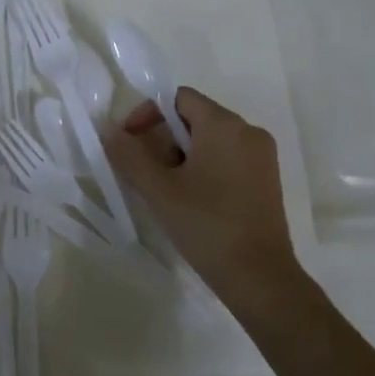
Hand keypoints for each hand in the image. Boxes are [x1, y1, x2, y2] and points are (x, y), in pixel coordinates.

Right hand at [103, 88, 302, 304]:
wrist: (259, 277)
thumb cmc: (206, 225)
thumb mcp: (158, 188)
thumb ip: (129, 154)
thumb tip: (107, 128)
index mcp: (224, 125)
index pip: (178, 98)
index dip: (148, 114)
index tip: (131, 145)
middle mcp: (248, 132)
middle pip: (194, 117)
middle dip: (163, 139)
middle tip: (145, 173)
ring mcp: (262, 157)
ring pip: (210, 140)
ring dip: (180, 155)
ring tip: (165, 190)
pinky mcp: (266, 180)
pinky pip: (227, 158)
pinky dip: (203, 168)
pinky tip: (190, 200)